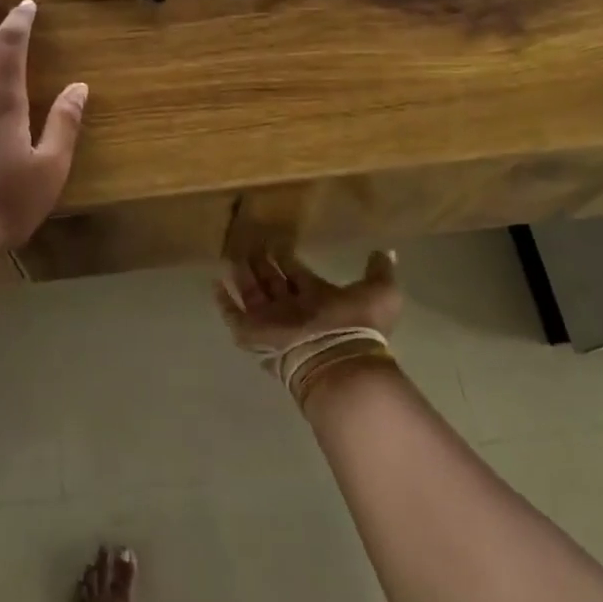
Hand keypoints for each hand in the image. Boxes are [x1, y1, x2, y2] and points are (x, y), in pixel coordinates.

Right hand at [213, 248, 402, 361]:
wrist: (335, 360)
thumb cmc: (356, 324)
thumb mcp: (380, 292)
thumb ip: (380, 271)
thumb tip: (387, 251)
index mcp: (318, 298)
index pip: (298, 274)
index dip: (288, 259)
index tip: (278, 242)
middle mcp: (292, 308)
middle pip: (273, 281)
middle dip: (263, 263)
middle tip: (251, 242)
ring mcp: (271, 321)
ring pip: (252, 293)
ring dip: (243, 274)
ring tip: (231, 253)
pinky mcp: (252, 333)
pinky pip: (233, 315)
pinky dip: (223, 301)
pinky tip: (215, 283)